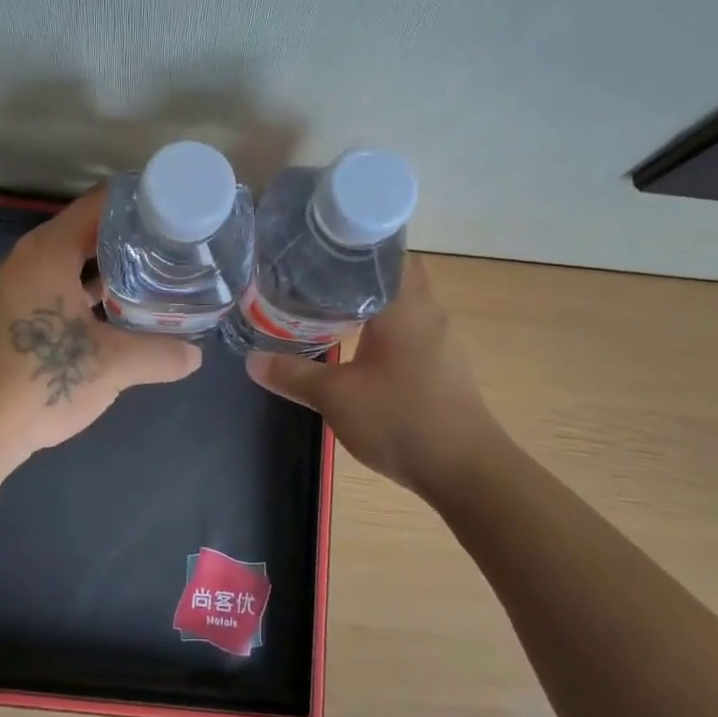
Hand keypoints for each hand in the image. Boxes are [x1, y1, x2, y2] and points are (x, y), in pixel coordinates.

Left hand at [0, 188, 202, 465]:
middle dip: (132, 239)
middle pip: (88, 232)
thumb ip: (160, 354)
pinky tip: (120, 314)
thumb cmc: (40, 381)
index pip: (100, 204)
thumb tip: (196, 356)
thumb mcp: (112, 366)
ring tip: (157, 276)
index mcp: (47, 252)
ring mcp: (16, 289)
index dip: (141, 202)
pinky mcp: (13, 318)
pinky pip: (59, 289)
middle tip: (177, 247)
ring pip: (73, 264)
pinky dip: (89, 294)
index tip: (178, 210)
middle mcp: (27, 260)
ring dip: (111, 270)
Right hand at [245, 256, 498, 494]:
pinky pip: (409, 332)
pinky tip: (357, 346)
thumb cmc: (400, 418)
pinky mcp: (443, 368)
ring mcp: (441, 342)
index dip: (354, 246)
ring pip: (402, 306)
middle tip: (313, 277)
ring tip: (327, 306)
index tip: (319, 247)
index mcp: (405, 305)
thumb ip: (293, 374)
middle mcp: (428, 314)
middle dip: (356, 276)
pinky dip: (383, 330)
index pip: (386, 253)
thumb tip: (252, 360)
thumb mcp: (335, 397)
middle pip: (393, 277)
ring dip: (371, 304)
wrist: (465, 470)